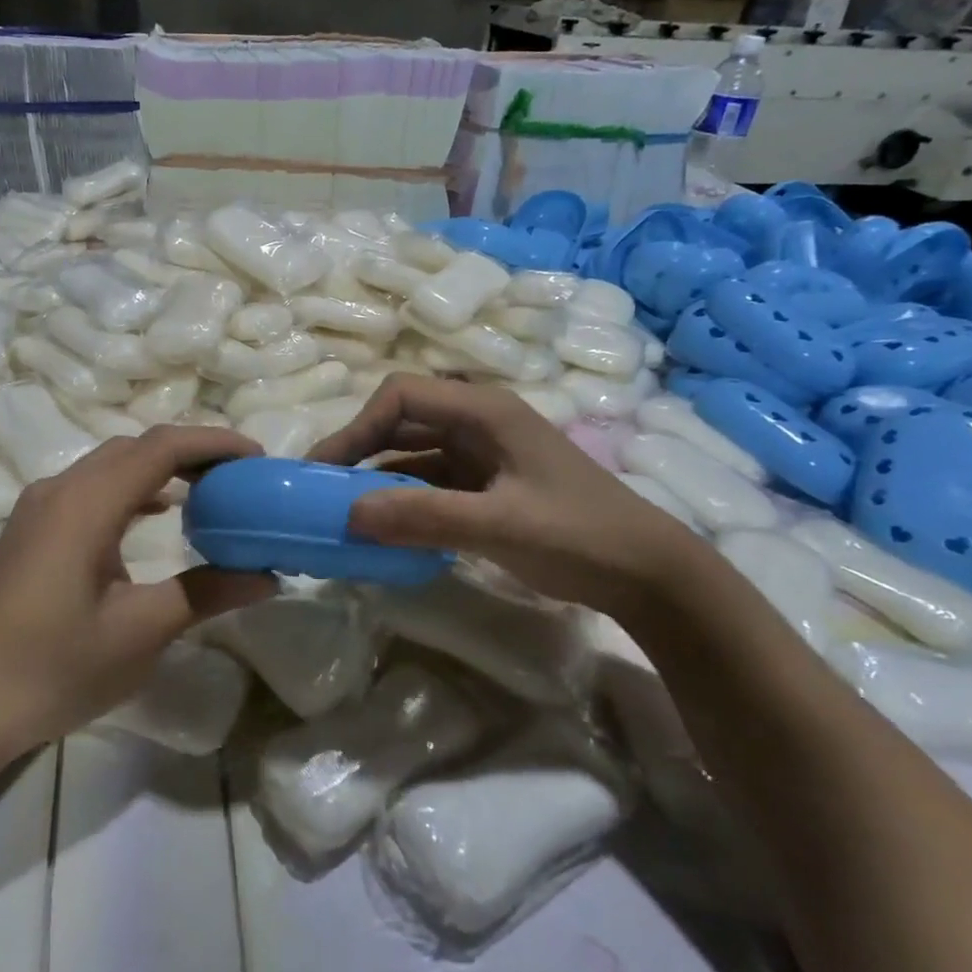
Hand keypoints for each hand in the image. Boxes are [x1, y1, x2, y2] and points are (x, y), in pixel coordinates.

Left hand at [0, 426, 277, 760]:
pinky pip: (92, 486)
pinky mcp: (32, 528)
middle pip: (135, 447)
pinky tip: (157, 513)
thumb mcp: (140, 633)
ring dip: (161, 467)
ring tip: (209, 489)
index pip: (160, 448)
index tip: (256, 458)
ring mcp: (39, 507)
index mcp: (85, 504)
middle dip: (192, 451)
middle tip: (240, 475)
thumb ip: (205, 593)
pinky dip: (133, 487)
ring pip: (111, 464)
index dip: (213, 443)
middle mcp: (59, 489)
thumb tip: (268, 578)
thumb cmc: (53, 669)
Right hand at [306, 374, 699, 616]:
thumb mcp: (499, 525)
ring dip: (378, 480)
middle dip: (360, 452)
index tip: (327, 470)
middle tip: (323, 492)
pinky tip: (383, 529)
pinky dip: (403, 502)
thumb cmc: (579, 534)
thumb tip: (348, 514)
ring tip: (344, 514)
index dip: (358, 427)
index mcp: (484, 410)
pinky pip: (431, 485)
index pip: (402, 397)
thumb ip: (424, 517)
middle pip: (402, 422)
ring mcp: (483, 456)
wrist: (648, 573)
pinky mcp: (487, 487)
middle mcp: (478, 423)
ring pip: (413, 456)